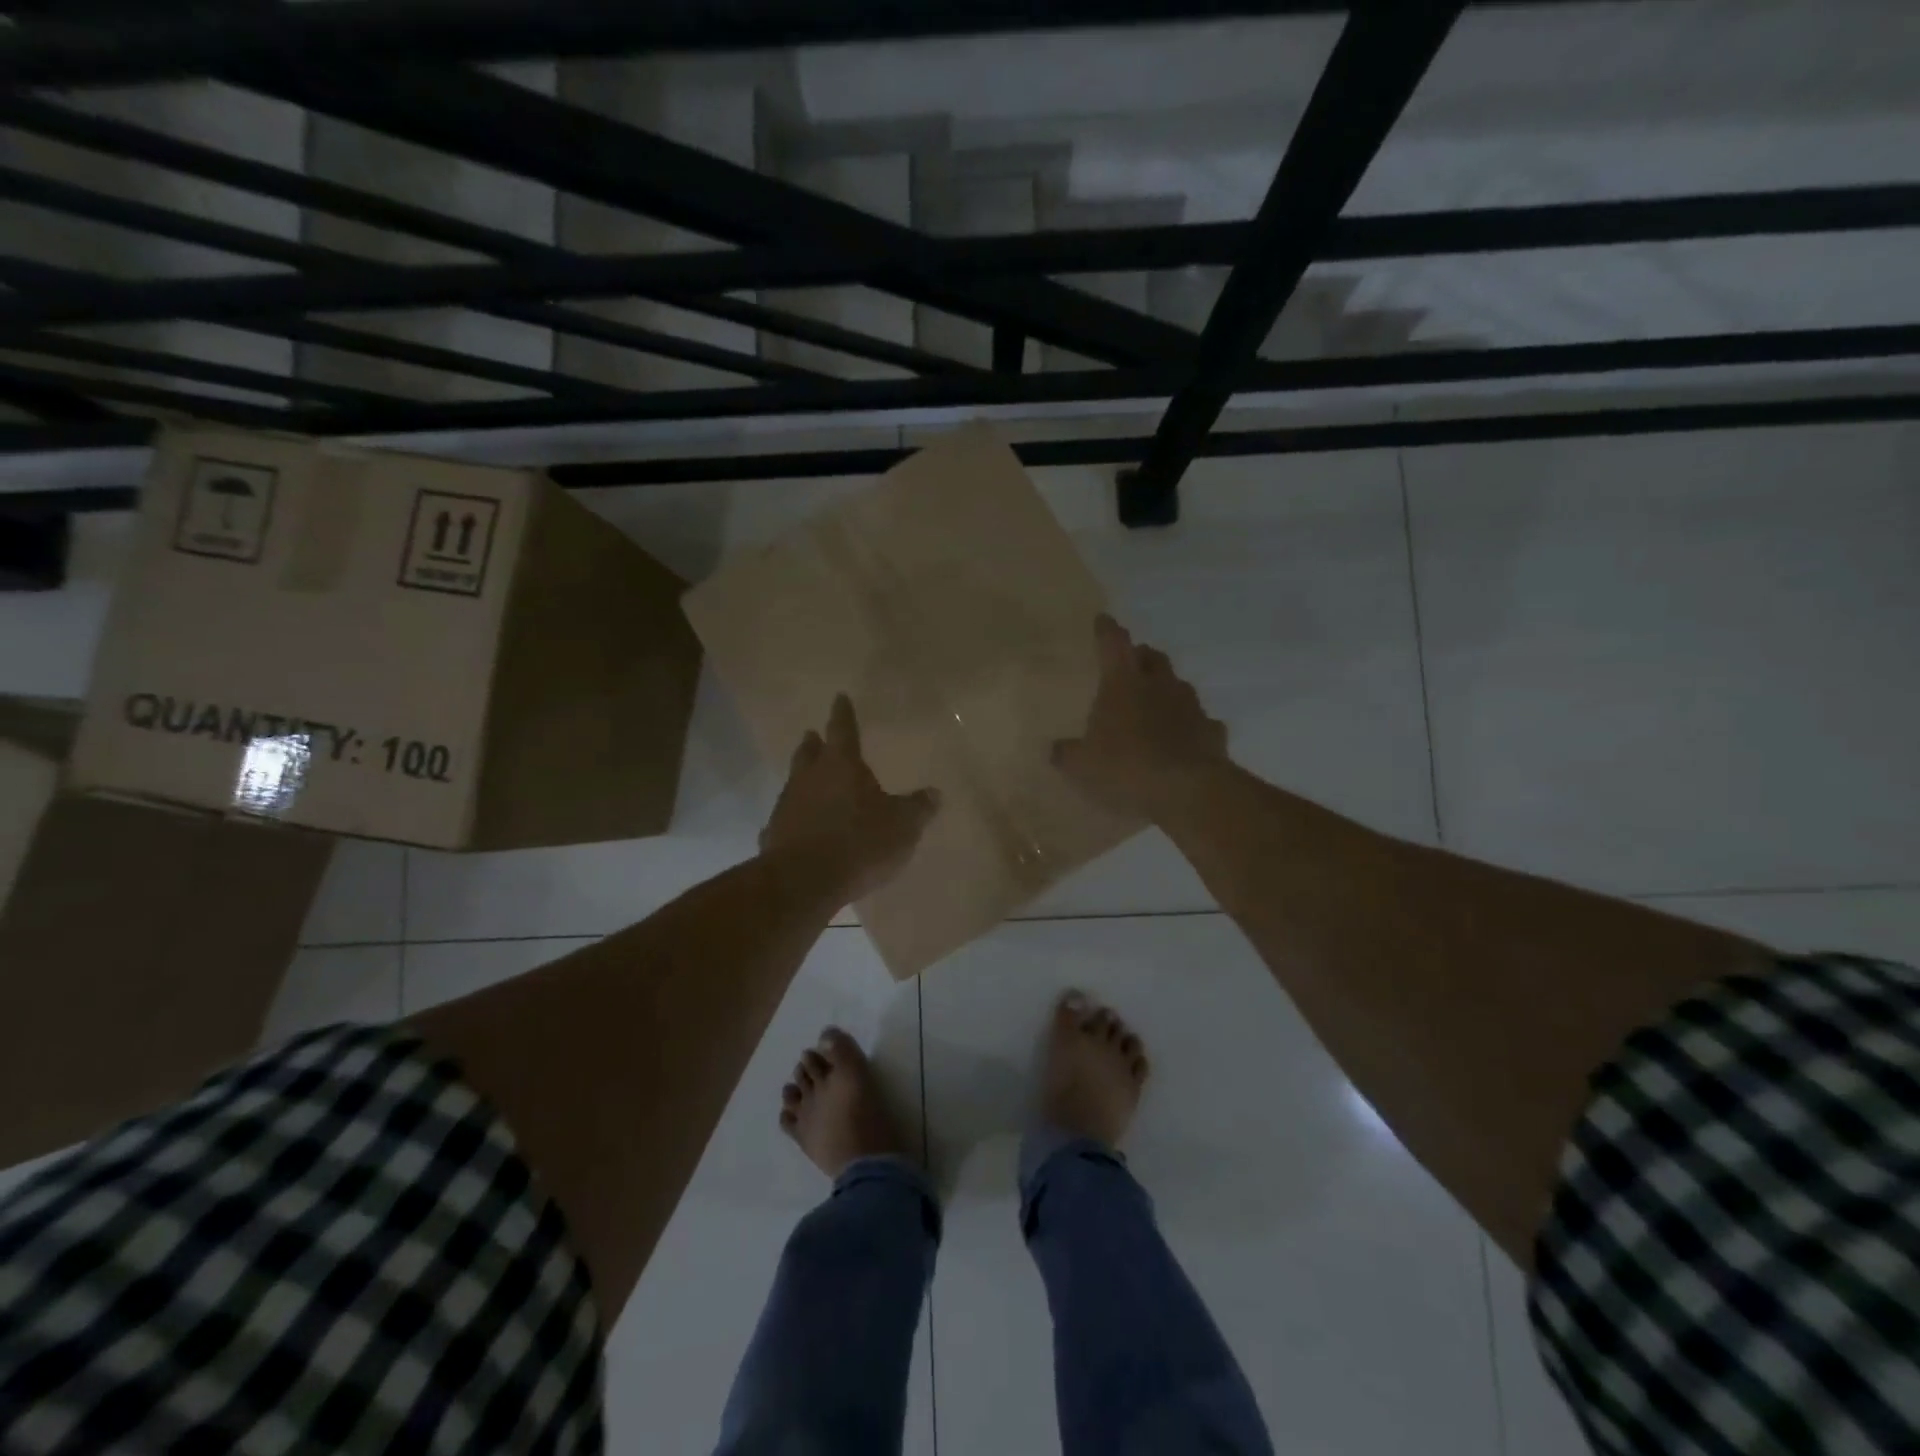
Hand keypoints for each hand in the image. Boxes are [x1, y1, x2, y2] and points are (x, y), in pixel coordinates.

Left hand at [762, 694, 941, 901]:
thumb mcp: (903, 826)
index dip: (843, 713)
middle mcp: (809, 777)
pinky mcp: (774, 834)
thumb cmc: (860, 843)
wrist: (804, 881)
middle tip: (813, 735)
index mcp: (842, 765)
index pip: (843, 730)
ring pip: (794, 782)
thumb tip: (934, 793)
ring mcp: (787, 805)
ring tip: (809, 780)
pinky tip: (798, 827)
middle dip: (814, 743)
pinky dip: (794, 817)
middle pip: (809, 753)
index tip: (839, 697)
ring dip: (803, 778)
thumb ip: (918, 808)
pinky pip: (786, 818)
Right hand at [1052, 614, 1227, 818]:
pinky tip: (1184, 740)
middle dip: (1141, 657)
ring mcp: (1191, 706)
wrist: (1187, 790)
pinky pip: (1200, 721)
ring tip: (1156, 705)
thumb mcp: (1082, 766)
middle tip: (1131, 666)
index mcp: (1123, 683)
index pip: (1113, 643)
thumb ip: (1067, 753)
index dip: (1106, 630)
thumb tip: (1056, 749)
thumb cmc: (1126, 767)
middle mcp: (1159, 684)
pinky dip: (1190, 726)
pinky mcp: (1212, 731)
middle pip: (1152, 657)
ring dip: (1166, 689)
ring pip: (1179, 685)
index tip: (1103, 620)